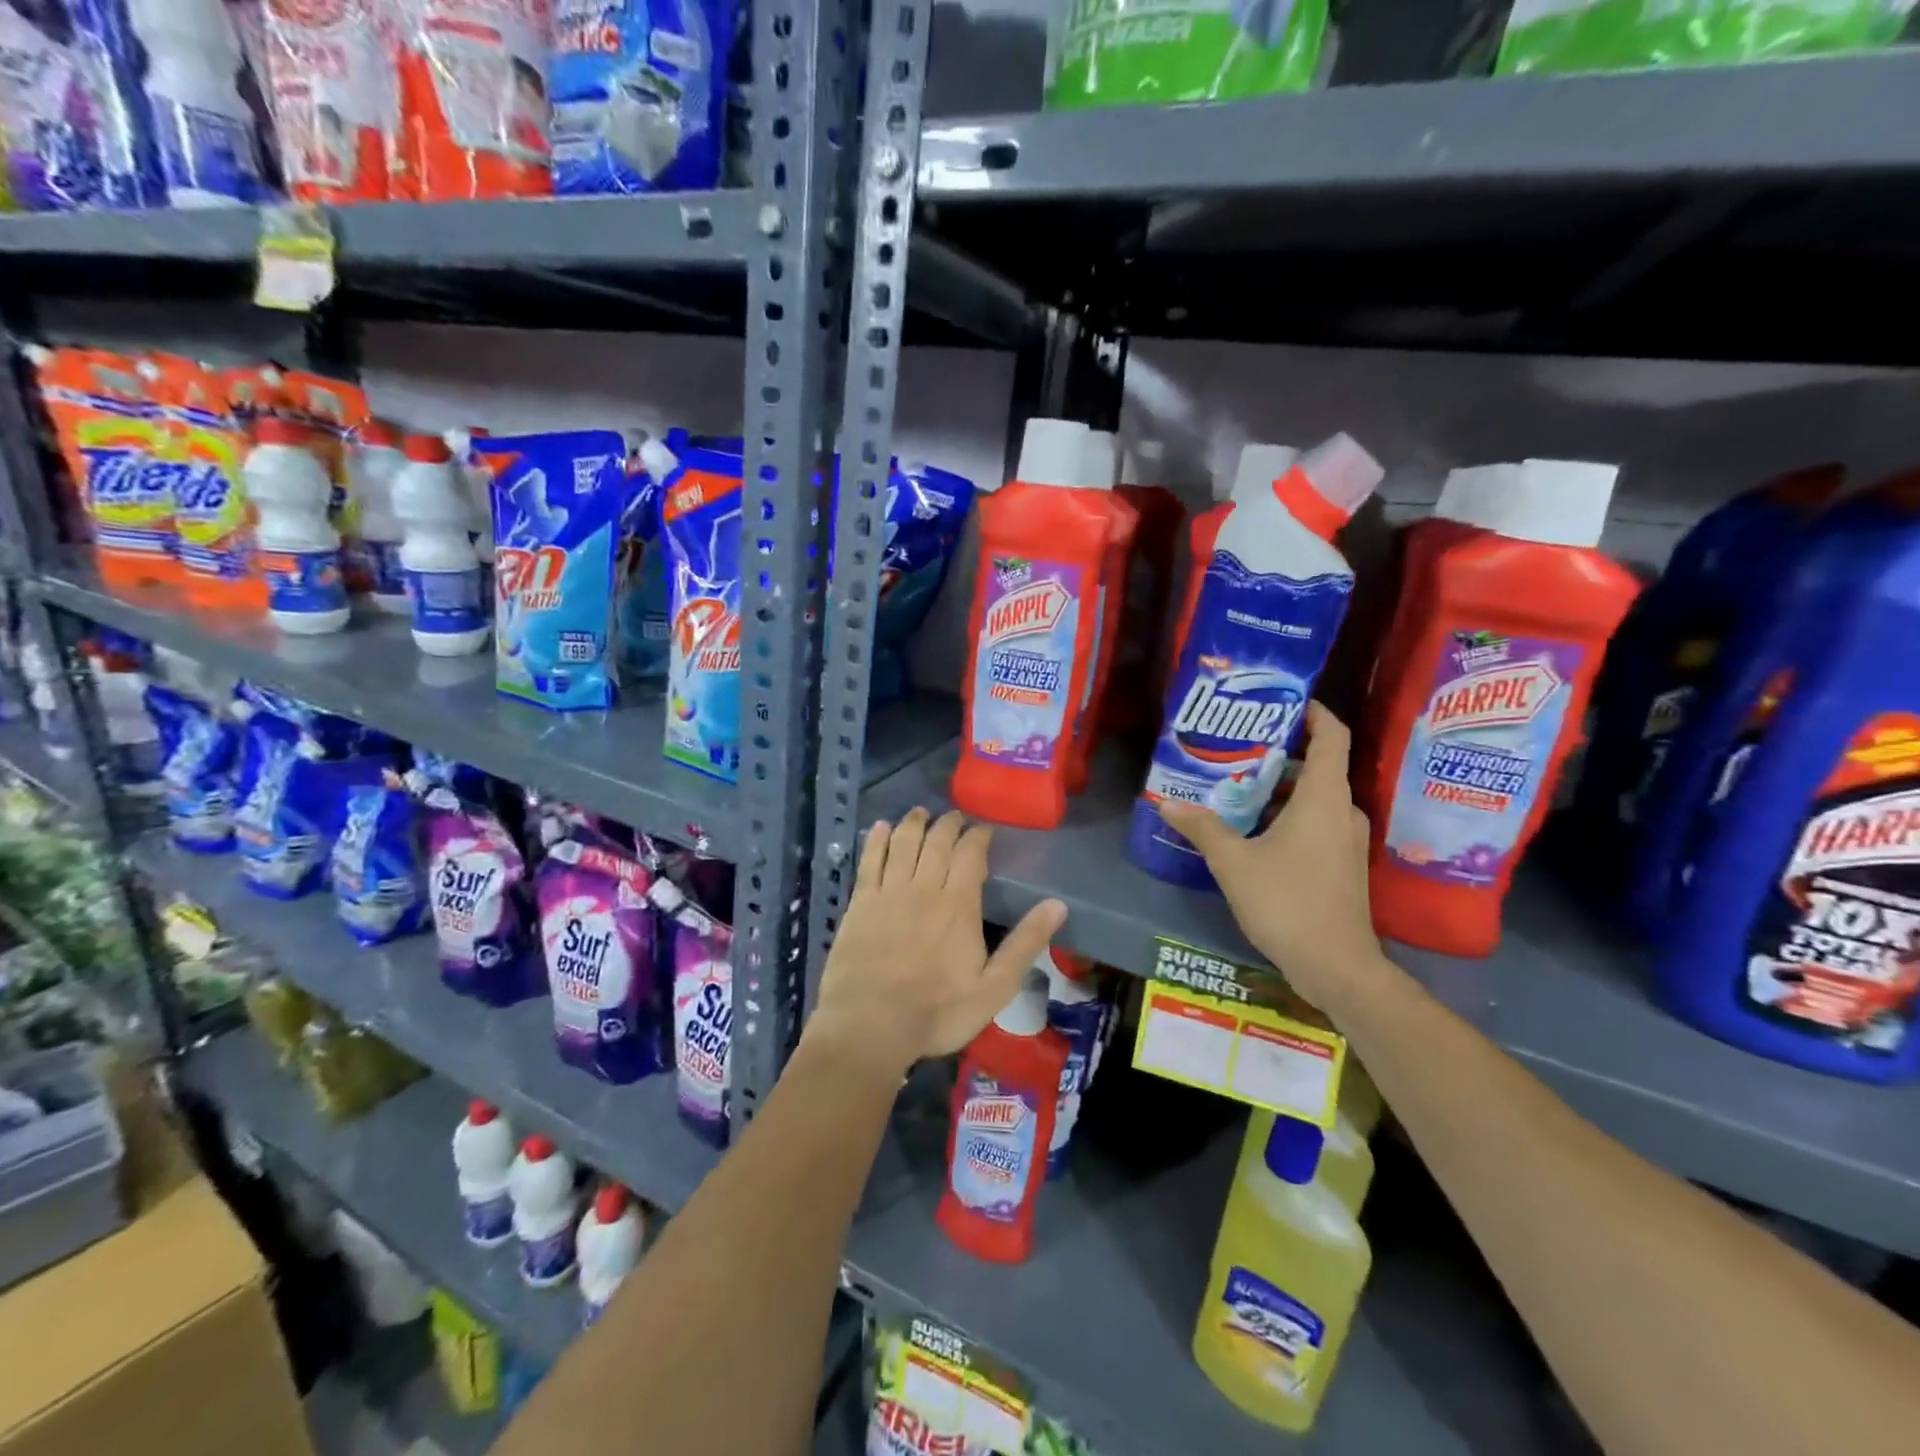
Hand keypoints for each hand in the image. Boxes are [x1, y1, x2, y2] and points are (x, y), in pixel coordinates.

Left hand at [806, 808, 1067, 1079]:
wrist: (871, 1026)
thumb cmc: (938, 1012)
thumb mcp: (994, 987)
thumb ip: (1025, 943)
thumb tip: (1058, 905)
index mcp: (958, 905)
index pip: (971, 854)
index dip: (978, 836)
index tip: (984, 828)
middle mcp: (924, 888)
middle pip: (937, 842)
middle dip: (948, 824)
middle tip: (955, 817)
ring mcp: (888, 893)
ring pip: (903, 844)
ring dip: (914, 823)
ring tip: (921, 812)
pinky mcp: (860, 903)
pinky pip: (869, 861)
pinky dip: (876, 840)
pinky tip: (881, 827)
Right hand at [1158, 702, 1380, 1006]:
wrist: (1337, 967)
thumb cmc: (1288, 903)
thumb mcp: (1234, 863)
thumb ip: (1203, 827)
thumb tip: (1167, 802)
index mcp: (1324, 799)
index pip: (1332, 736)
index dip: (1315, 712)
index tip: (1285, 701)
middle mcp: (1342, 812)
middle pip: (1318, 766)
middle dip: (1280, 753)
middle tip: (1237, 747)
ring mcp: (1345, 840)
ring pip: (1315, 798)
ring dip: (1280, 788)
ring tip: (1235, 785)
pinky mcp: (1341, 864)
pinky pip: (1315, 822)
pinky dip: (1287, 815)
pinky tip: (1251, 828)